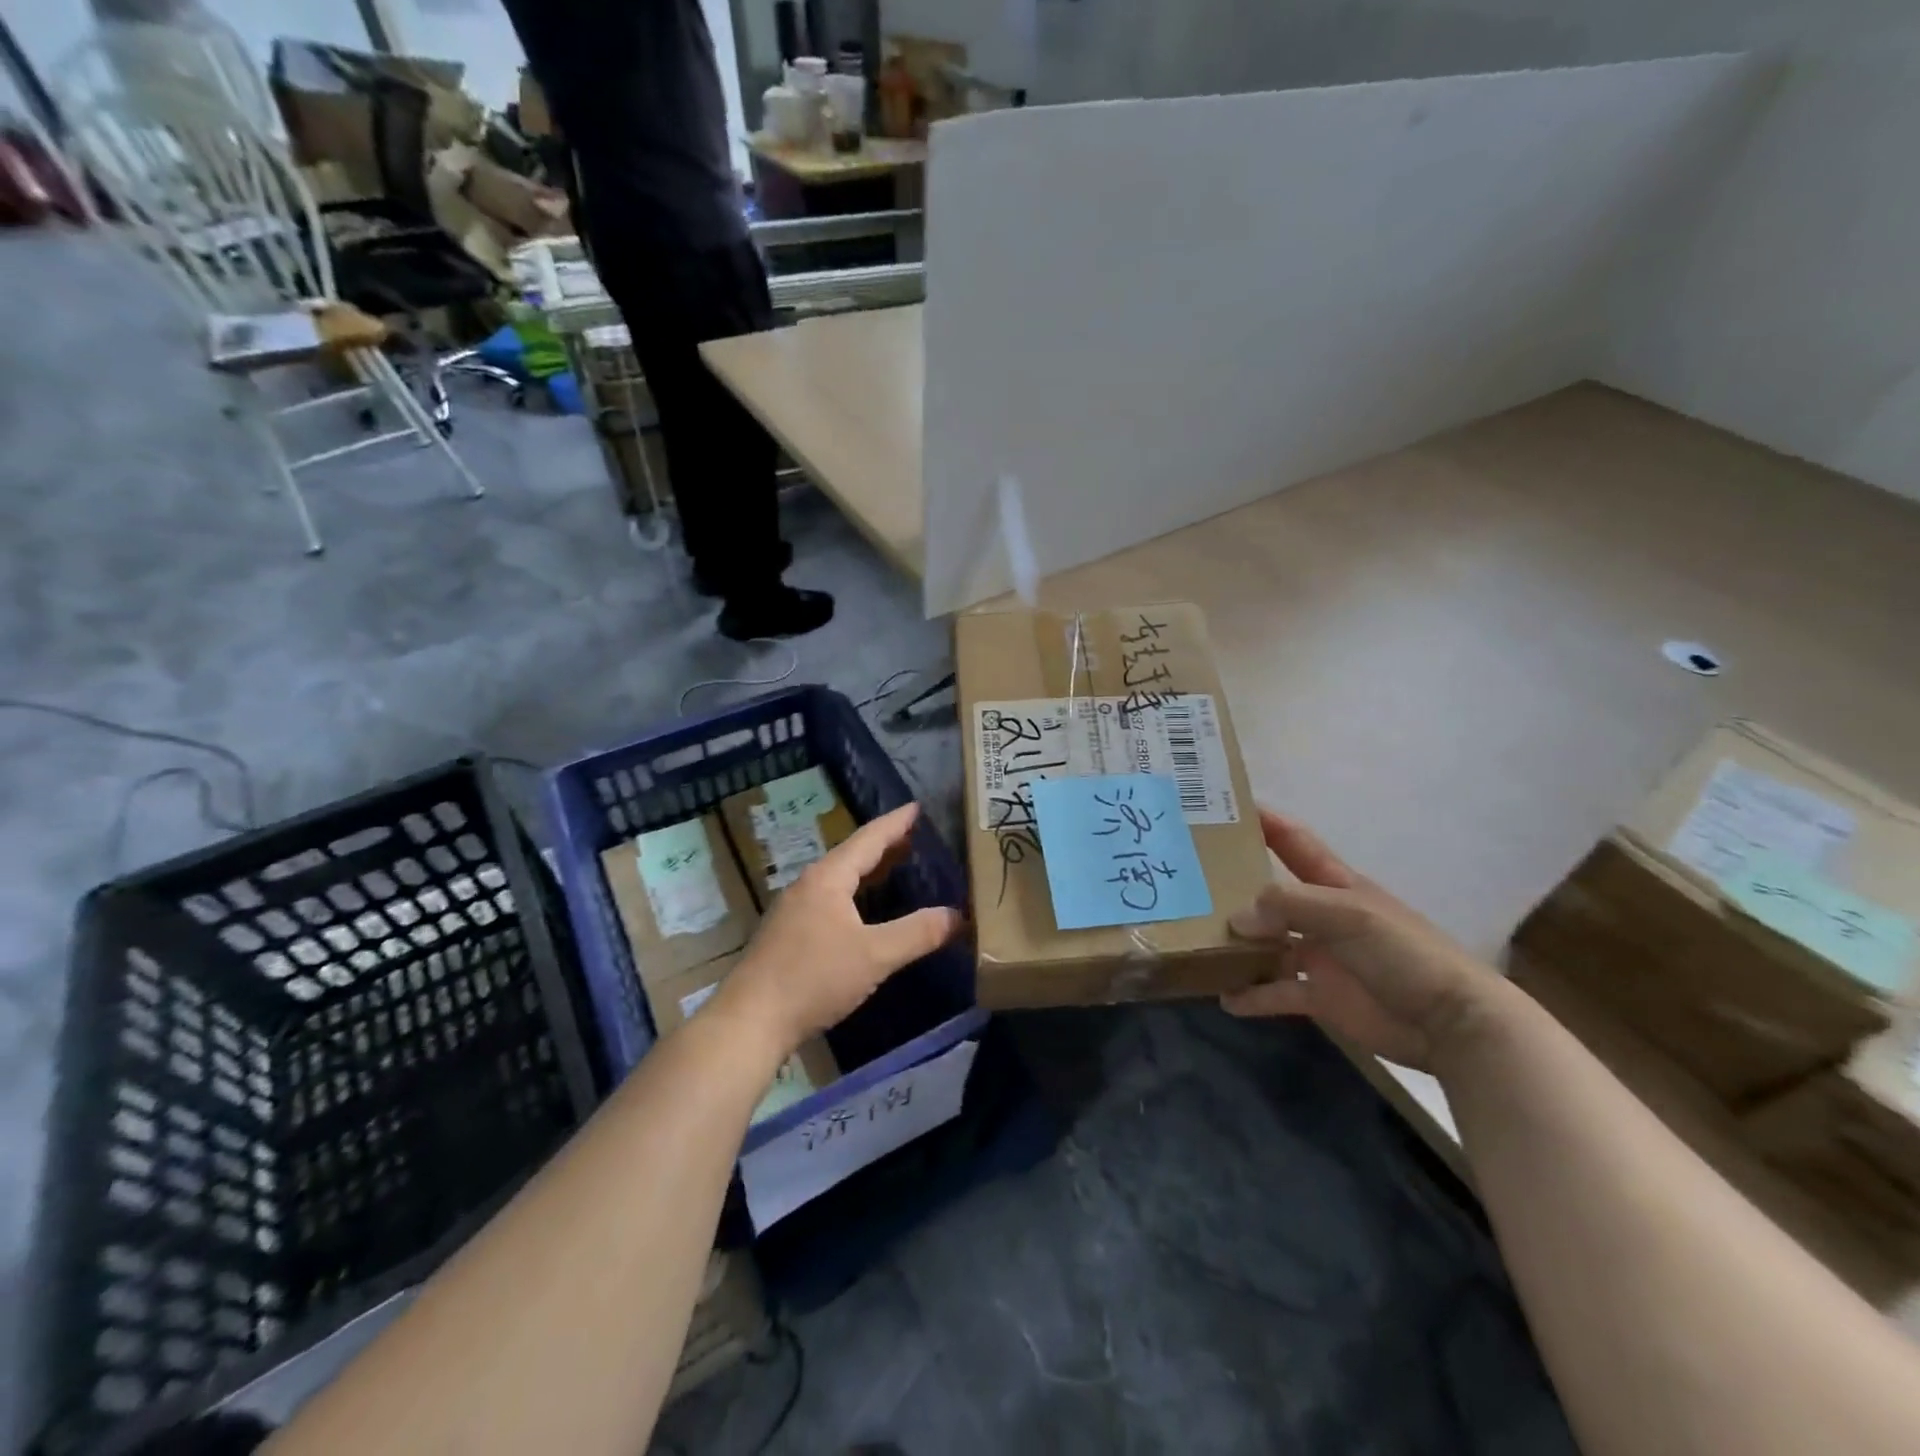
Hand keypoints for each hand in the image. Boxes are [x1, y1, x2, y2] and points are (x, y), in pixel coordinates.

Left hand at [717, 803, 962, 1056]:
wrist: (750, 1022)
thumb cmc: (814, 979)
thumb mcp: (875, 956)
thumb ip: (918, 934)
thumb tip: (959, 915)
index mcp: (828, 878)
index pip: (869, 839)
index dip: (895, 823)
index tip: (917, 806)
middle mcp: (808, 885)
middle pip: (852, 856)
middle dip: (885, 845)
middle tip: (916, 836)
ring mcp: (794, 910)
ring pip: (839, 879)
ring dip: (869, 871)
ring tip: (896, 866)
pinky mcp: (788, 935)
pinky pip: (830, 900)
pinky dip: (855, 895)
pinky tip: (864, 911)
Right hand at [1221, 809, 1498, 1070]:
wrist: (1451, 1022)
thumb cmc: (1403, 952)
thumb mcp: (1348, 915)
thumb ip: (1288, 906)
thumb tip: (1236, 918)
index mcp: (1334, 884)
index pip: (1293, 842)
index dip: (1264, 822)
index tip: (1222, 808)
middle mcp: (1320, 916)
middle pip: (1269, 895)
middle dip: (1233, 888)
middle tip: (1187, 884)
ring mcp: (1319, 957)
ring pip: (1266, 945)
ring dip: (1236, 946)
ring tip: (1194, 943)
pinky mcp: (1320, 997)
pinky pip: (1276, 993)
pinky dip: (1251, 995)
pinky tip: (1224, 997)